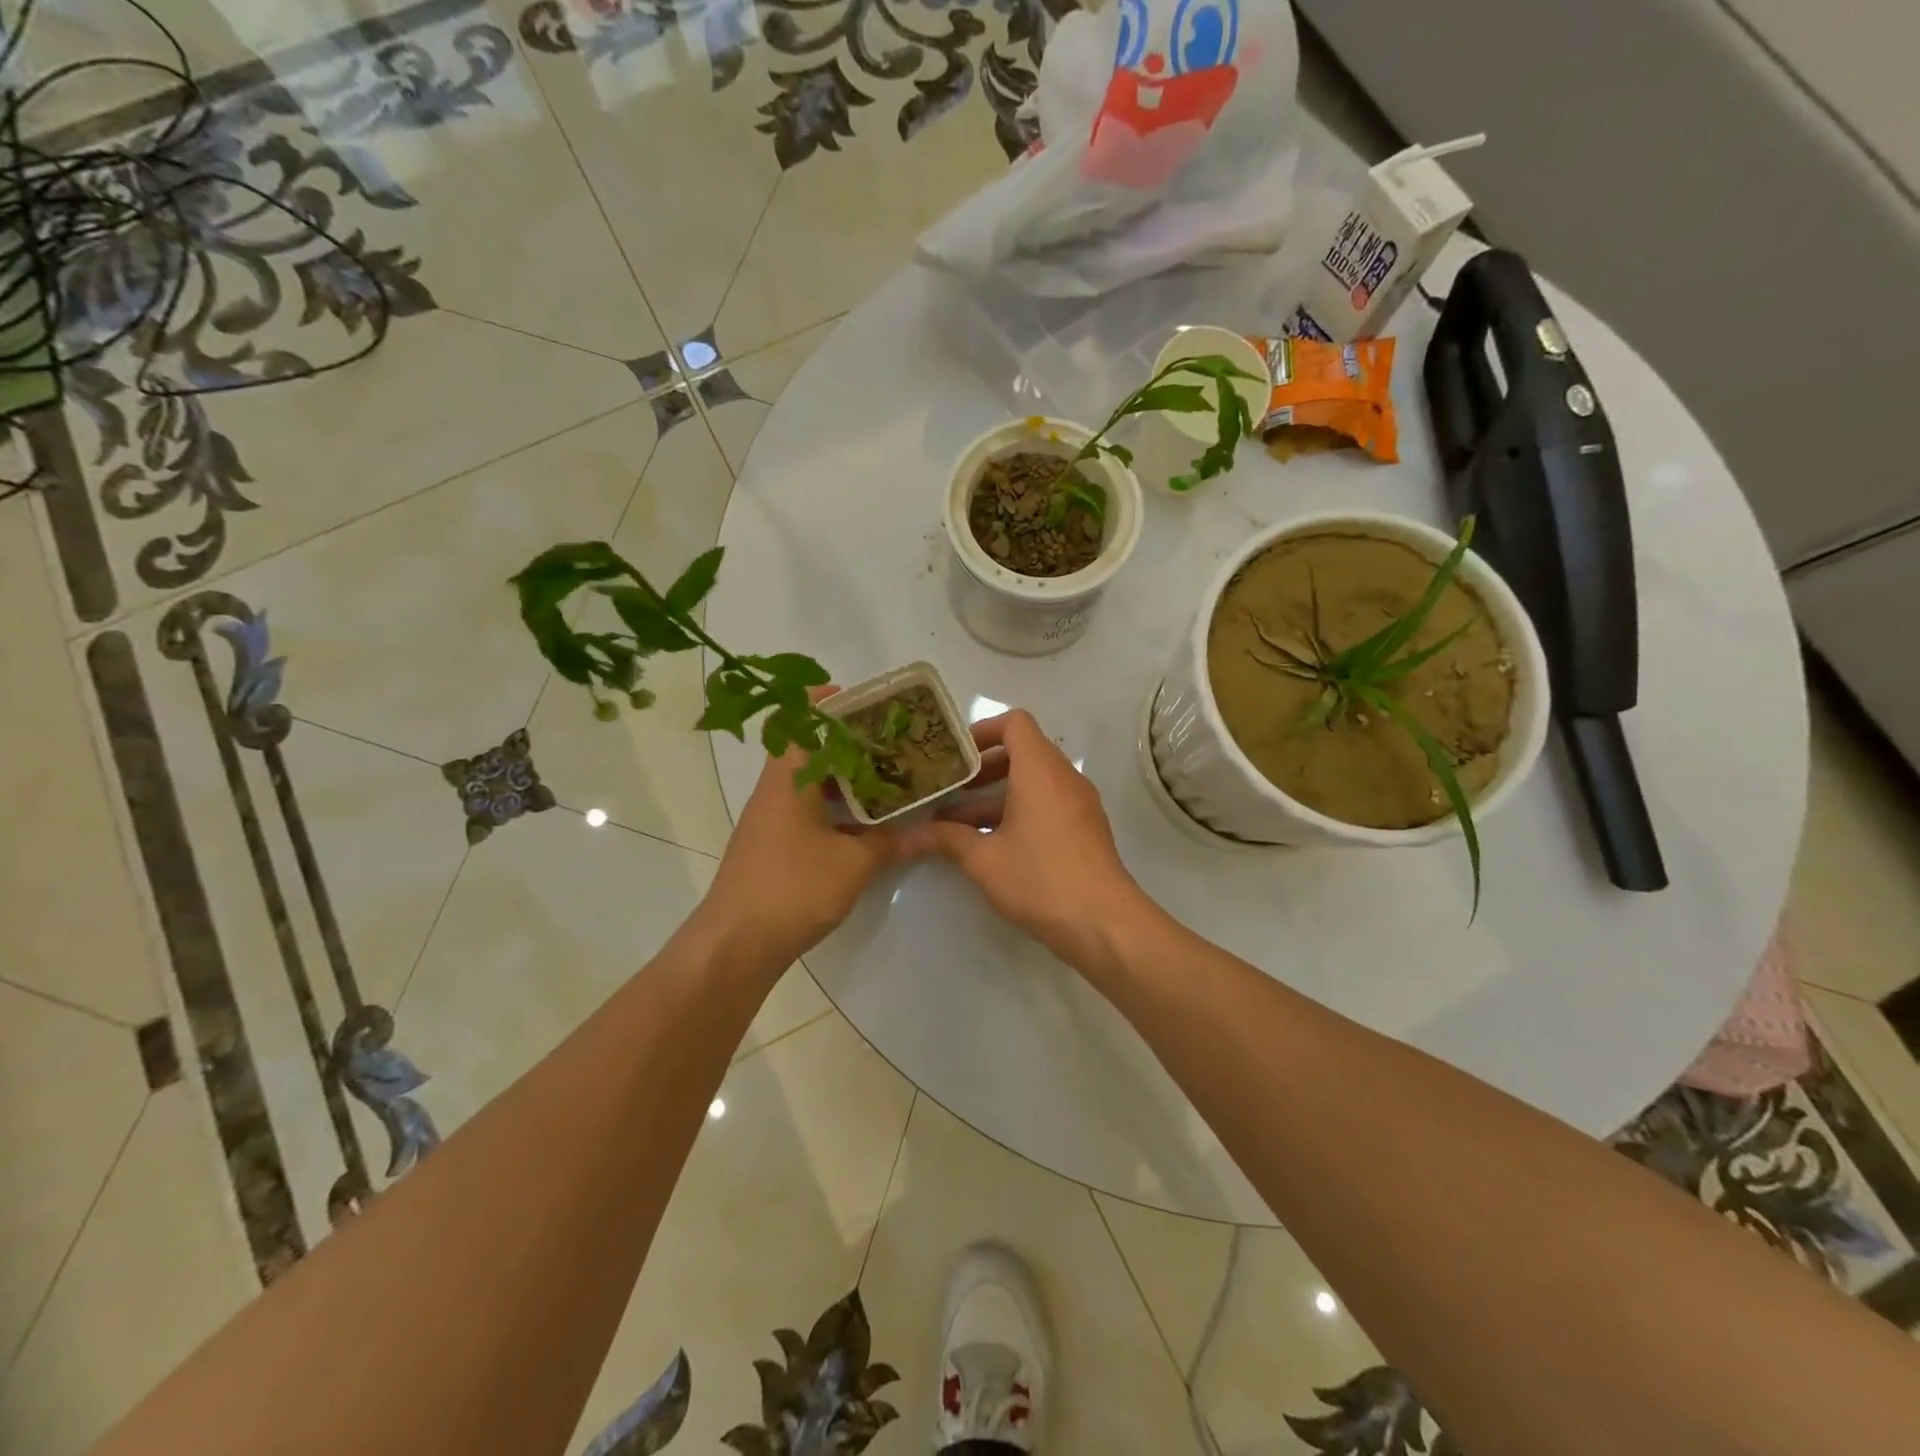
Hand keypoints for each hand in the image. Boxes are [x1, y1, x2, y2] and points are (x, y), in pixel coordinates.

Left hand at [695, 688, 903, 970]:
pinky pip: (803, 809)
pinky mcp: (770, 846)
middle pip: (805, 749)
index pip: (798, 724)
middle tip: (884, 740)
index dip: (823, 704)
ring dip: (839, 776)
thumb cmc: (793, 889)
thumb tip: (920, 830)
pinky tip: (861, 822)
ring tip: (881, 776)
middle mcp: (774, 792)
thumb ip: (888, 841)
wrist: (736, 944)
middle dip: (843, 740)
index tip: (856, 699)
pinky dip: (831, 805)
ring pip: (806, 782)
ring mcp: (768, 820)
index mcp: (788, 782)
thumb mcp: (854, 864)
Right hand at [898, 709, 1147, 968]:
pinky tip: (991, 844)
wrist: (1104, 923)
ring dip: (996, 796)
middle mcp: (1064, 777)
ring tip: (958, 823)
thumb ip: (945, 840)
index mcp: (1040, 770)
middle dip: (982, 769)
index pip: (1014, 723)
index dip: (981, 730)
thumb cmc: (1041, 879)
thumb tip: (906, 837)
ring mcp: (1079, 803)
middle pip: (1022, 752)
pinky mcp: (1085, 828)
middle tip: (949, 789)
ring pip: (1033, 782)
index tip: (954, 756)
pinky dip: (1019, 811)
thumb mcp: (984, 860)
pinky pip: (1048, 803)